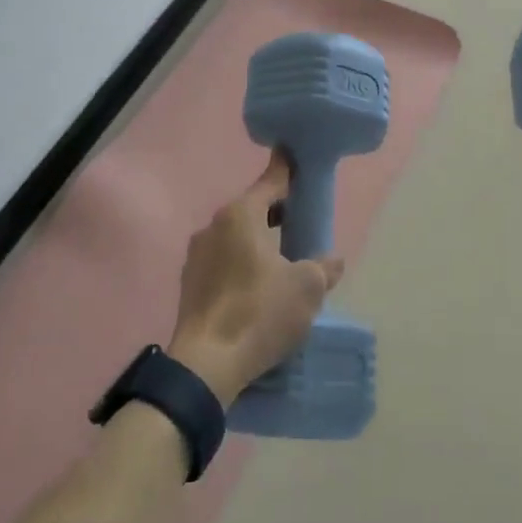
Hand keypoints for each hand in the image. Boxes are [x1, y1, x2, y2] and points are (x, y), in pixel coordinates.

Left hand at [168, 152, 344, 406]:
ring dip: (258, 240)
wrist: (206, 365)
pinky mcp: (189, 283)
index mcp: (241, 215)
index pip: (271, 180)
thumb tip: (332, 261)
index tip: (298, 157)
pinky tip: (257, 286)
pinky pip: (223, 260)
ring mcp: (196, 255)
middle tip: (301, 221)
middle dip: (277, 211)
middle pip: (252, 208)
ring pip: (236, 236)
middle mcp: (214, 226)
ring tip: (282, 259)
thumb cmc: (260, 313)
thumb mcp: (307, 288)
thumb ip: (324, 267)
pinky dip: (242, 263)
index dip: (289, 169)